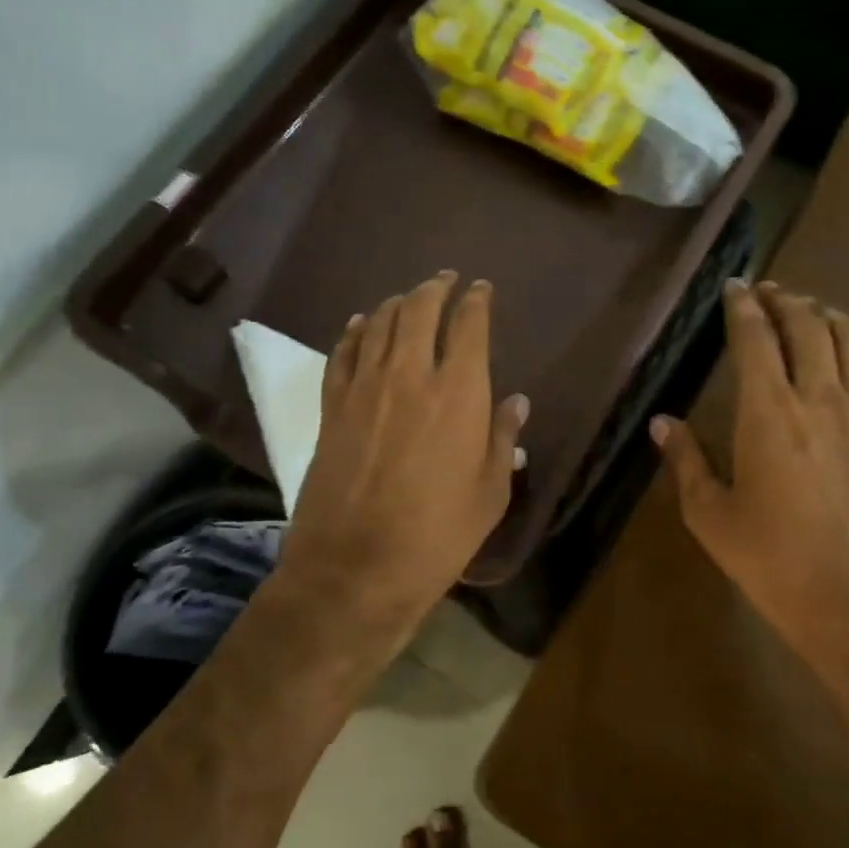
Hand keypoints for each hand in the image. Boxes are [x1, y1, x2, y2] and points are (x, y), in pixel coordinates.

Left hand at [281, 272, 527, 639]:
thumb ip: (502, 438)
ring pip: (379, 324)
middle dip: (435, 288)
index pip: (469, 326)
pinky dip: (355, 331)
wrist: (356, 568)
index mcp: (459, 393)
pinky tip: (362, 324)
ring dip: (397, 303)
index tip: (482, 289)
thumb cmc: (438, 536)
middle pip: (419, 310)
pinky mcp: (332, 408)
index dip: (477, 301)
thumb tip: (516, 402)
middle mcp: (410, 375)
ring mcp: (364, 388)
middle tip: (445, 279)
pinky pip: (343, 353)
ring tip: (409, 297)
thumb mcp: (490, 493)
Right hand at [651, 279, 848, 680]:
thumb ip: (686, 461)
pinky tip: (835, 351)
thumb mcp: (711, 516)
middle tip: (763, 290)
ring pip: (846, 336)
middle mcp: (818, 397)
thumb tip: (662, 423)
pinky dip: (847, 340)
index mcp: (769, 413)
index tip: (732, 286)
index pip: (756, 338)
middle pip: (805, 324)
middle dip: (782, 299)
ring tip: (802, 307)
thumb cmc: (774, 562)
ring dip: (821, 312)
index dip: (742, 306)